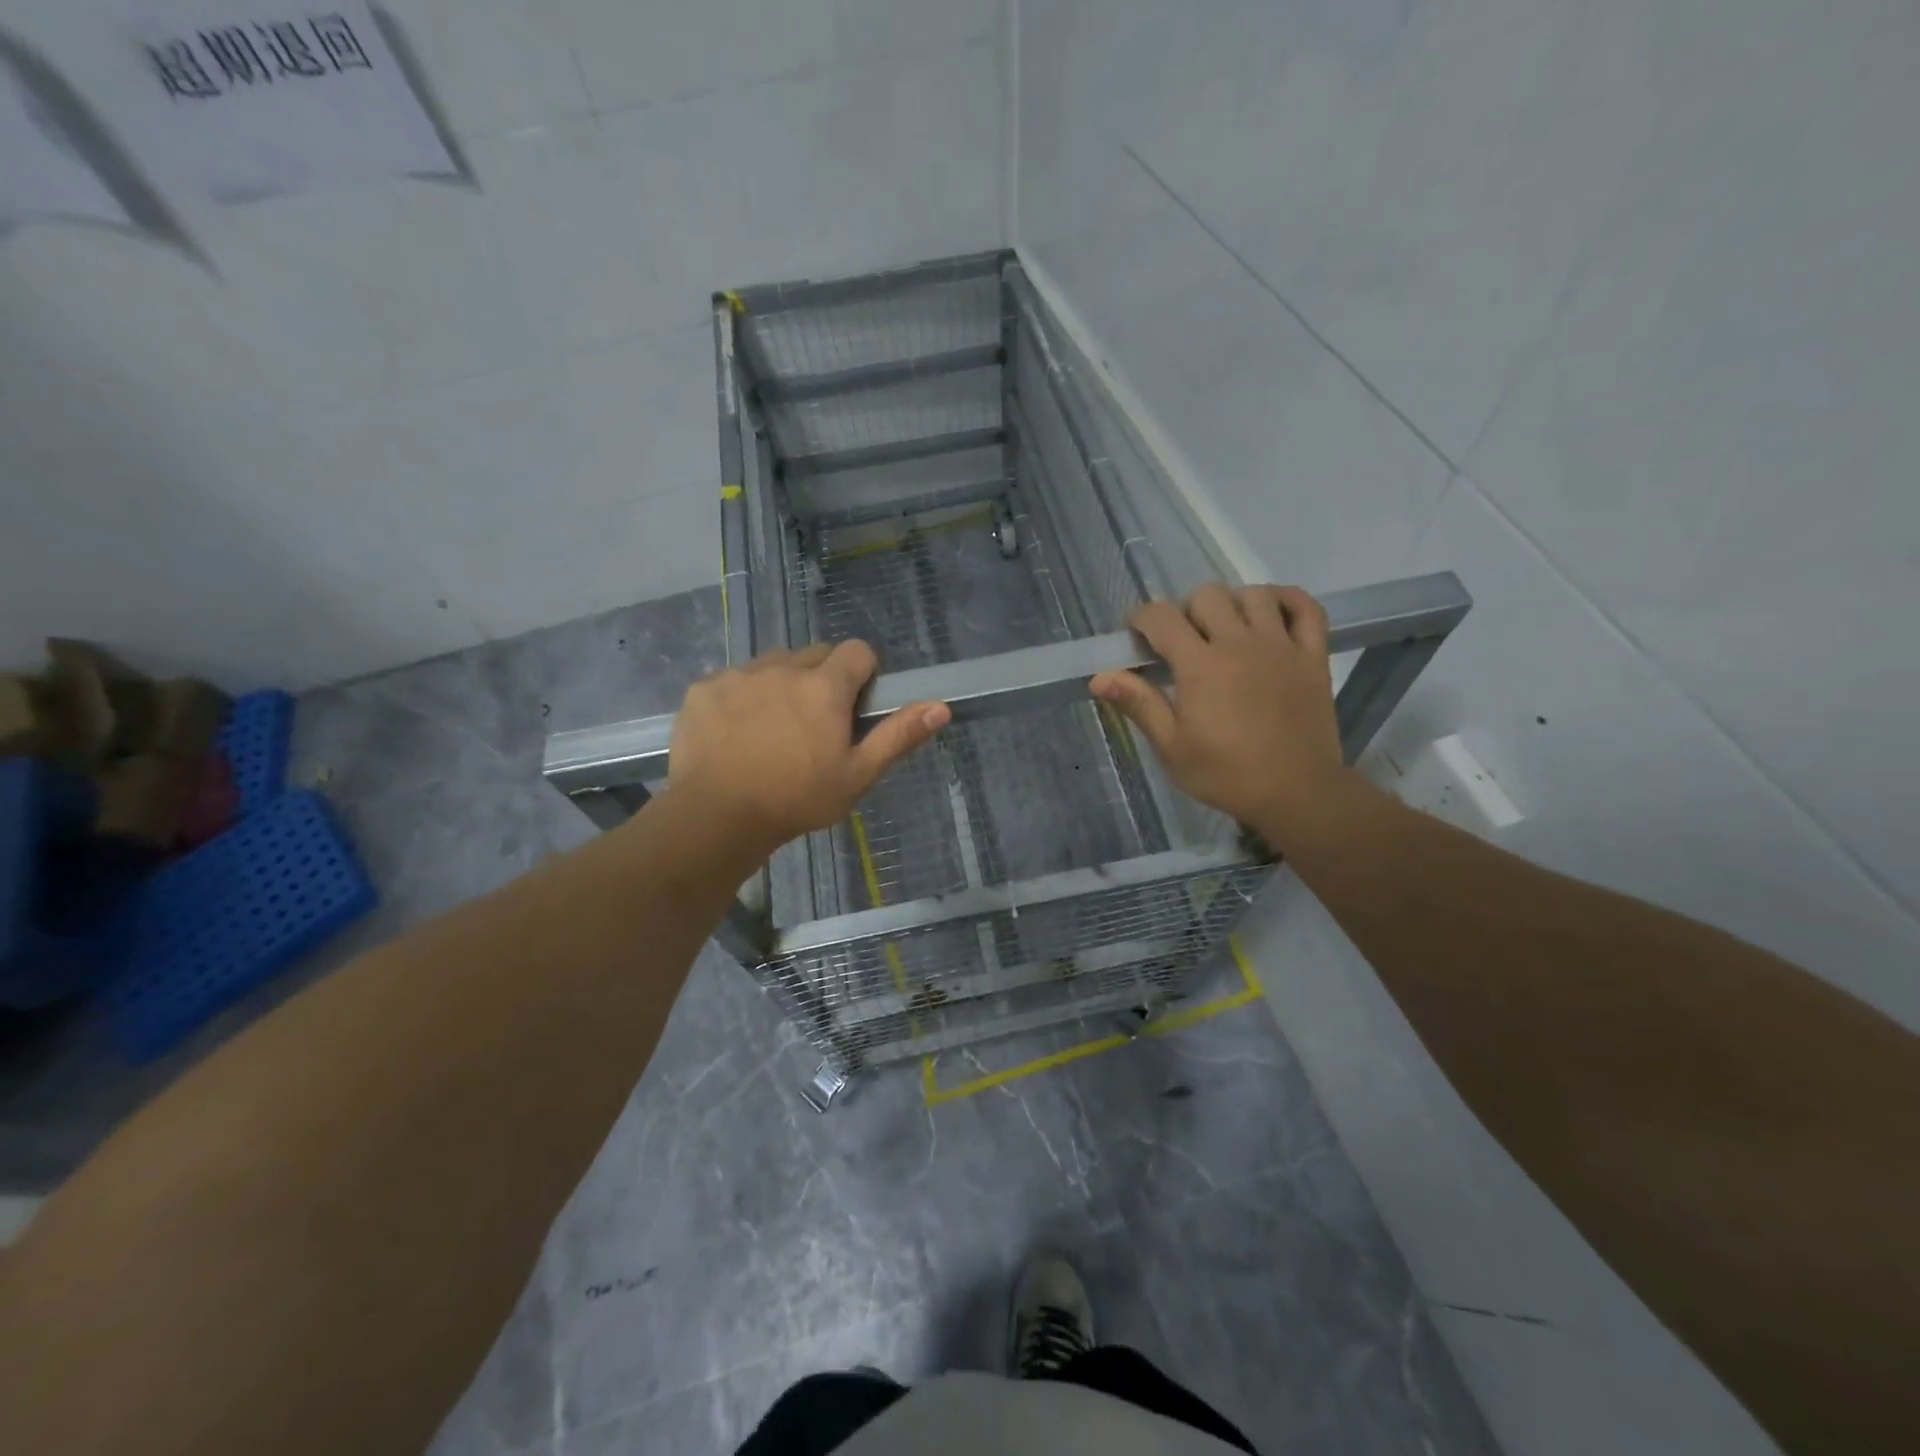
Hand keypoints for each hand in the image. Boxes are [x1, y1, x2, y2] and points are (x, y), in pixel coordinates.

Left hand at [667, 641, 949, 859]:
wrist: (717, 816)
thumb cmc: (797, 798)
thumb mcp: (857, 775)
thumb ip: (898, 736)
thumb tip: (941, 706)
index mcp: (825, 686)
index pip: (857, 651)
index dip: (863, 673)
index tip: (856, 705)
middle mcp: (783, 667)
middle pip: (815, 654)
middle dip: (823, 678)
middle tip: (816, 722)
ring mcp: (739, 675)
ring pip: (773, 663)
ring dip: (782, 683)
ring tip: (774, 727)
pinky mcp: (704, 688)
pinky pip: (733, 679)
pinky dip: (741, 697)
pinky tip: (735, 733)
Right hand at [1090, 584, 1353, 841]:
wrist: (1297, 793)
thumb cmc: (1226, 774)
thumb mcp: (1172, 747)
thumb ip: (1139, 704)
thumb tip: (1099, 677)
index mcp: (1200, 666)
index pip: (1161, 617)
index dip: (1142, 619)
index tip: (1138, 637)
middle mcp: (1239, 643)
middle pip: (1206, 596)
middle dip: (1185, 611)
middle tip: (1183, 642)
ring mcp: (1281, 645)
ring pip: (1253, 594)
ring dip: (1232, 603)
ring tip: (1226, 630)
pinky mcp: (1313, 655)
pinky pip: (1306, 607)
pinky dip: (1287, 600)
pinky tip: (1272, 614)